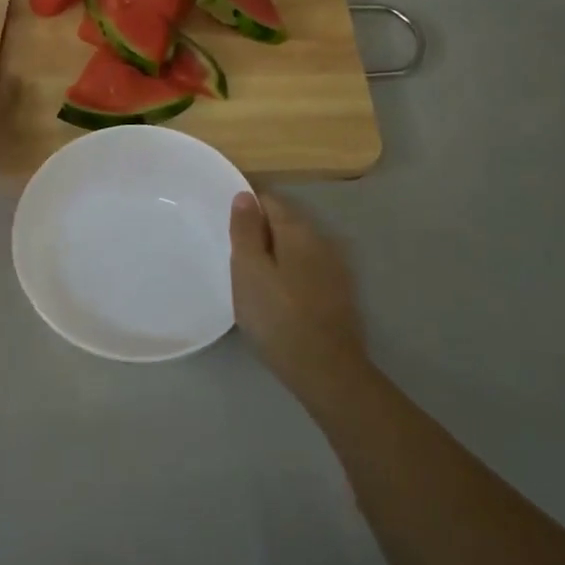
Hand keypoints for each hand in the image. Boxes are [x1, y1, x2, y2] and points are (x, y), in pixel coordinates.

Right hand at [229, 190, 370, 405]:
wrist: (325, 369)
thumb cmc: (277, 316)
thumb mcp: (248, 271)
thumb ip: (245, 231)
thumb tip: (244, 196)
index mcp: (298, 231)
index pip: (269, 201)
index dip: (246, 209)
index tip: (226, 229)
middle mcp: (321, 241)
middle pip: (284, 224)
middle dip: (260, 234)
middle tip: (234, 258)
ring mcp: (334, 268)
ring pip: (296, 249)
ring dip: (275, 256)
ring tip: (251, 280)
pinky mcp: (338, 294)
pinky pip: (306, 271)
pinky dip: (289, 275)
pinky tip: (276, 298)